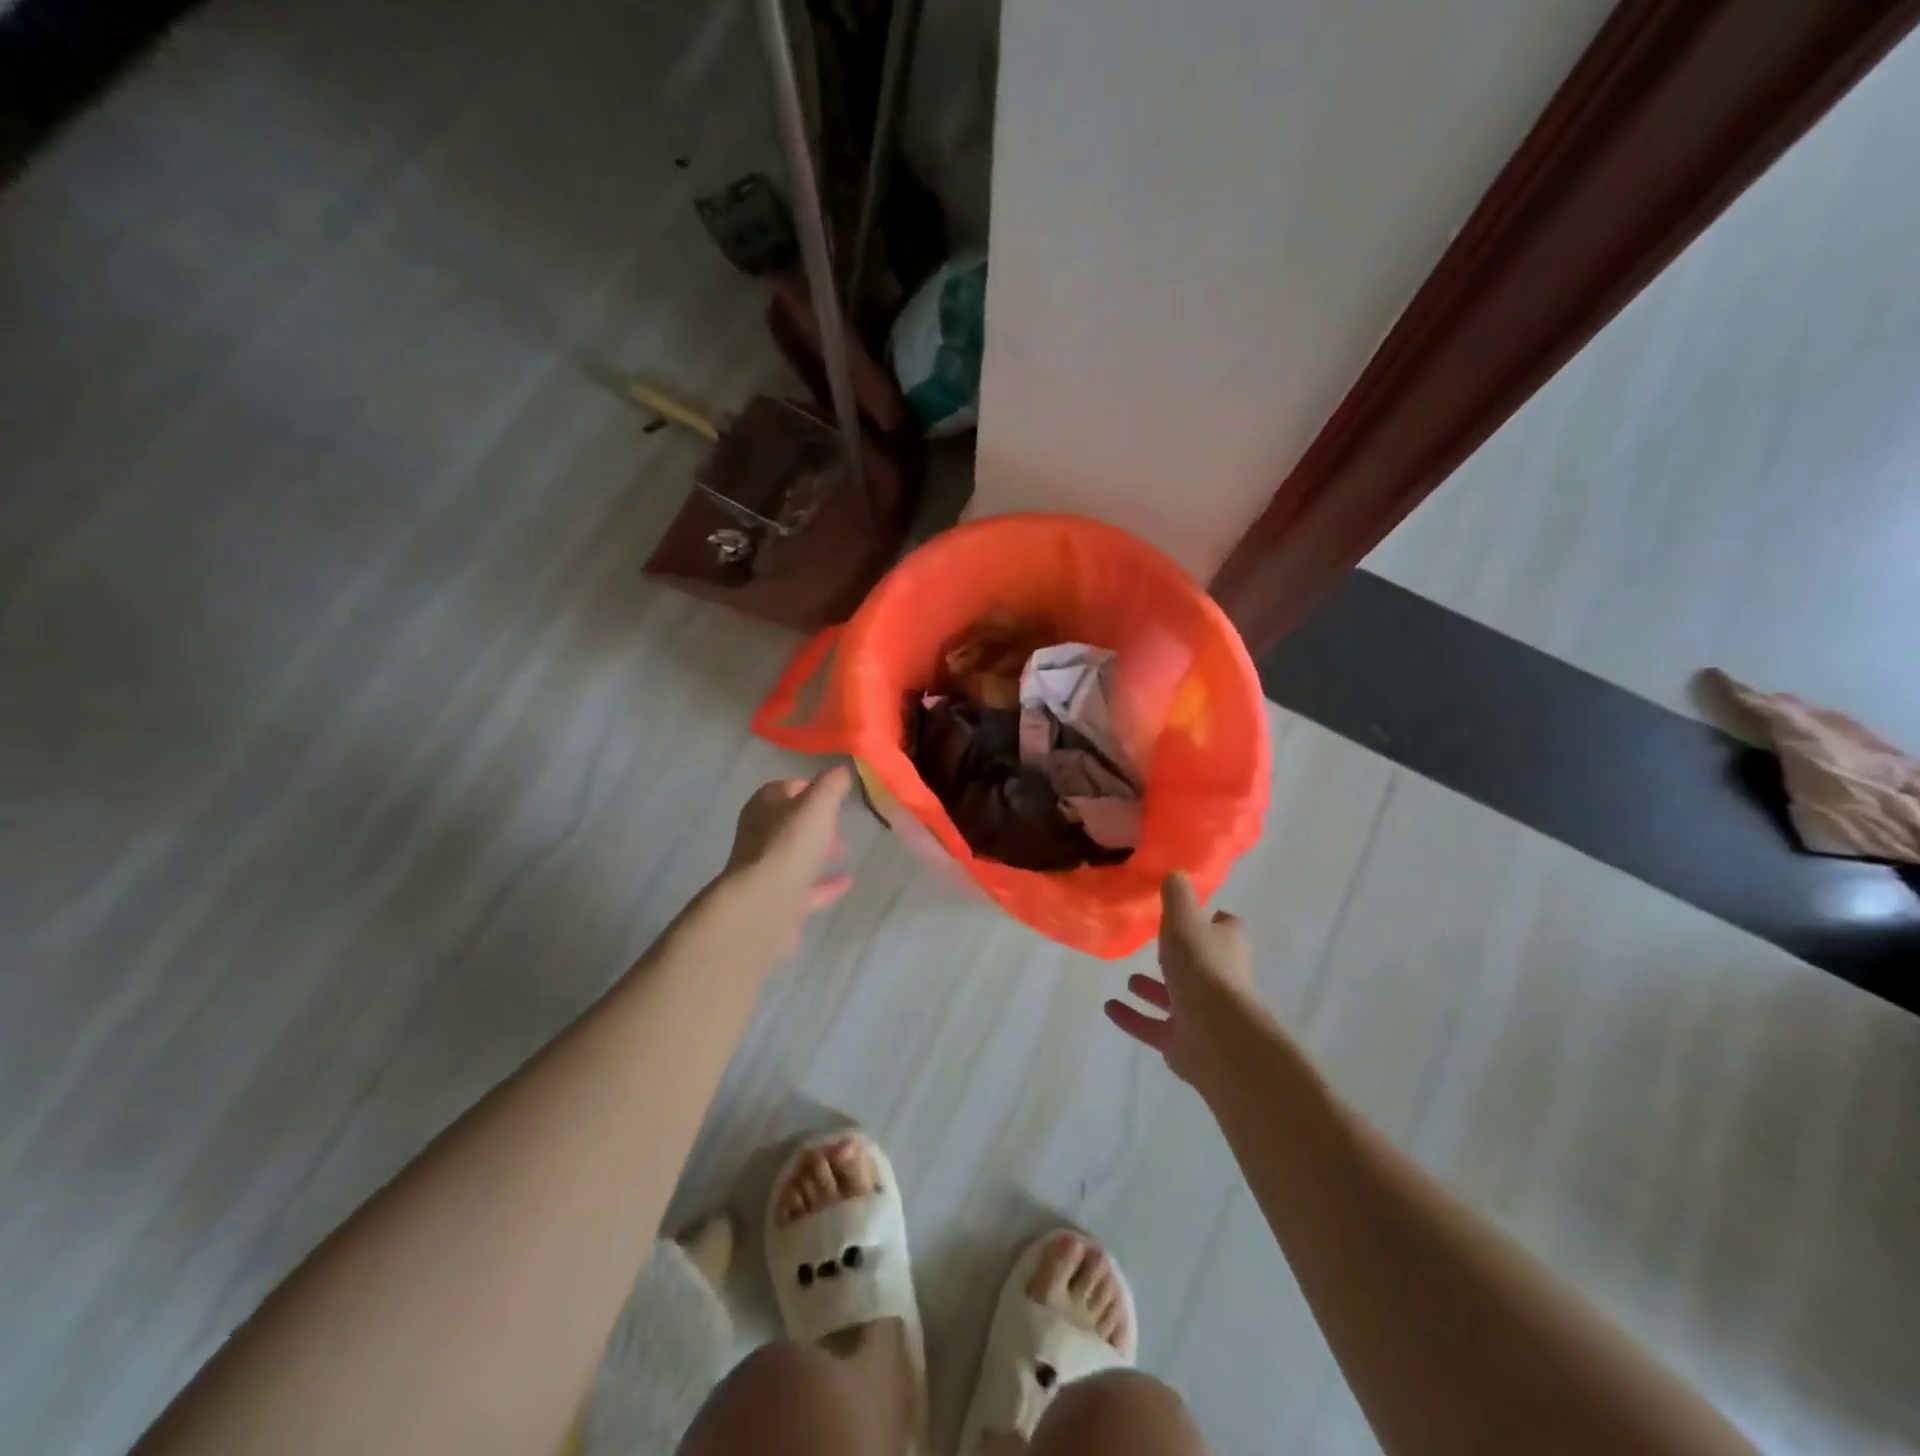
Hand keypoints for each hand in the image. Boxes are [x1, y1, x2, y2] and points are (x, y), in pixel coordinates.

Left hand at [719, 768, 853, 949]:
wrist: (765, 904)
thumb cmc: (790, 845)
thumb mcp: (818, 804)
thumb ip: (832, 784)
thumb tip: (843, 768)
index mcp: (764, 806)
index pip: (787, 787)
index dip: (813, 788)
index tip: (836, 795)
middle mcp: (759, 835)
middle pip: (791, 822)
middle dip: (817, 822)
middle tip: (842, 826)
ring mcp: (766, 869)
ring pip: (796, 854)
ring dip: (818, 852)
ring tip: (845, 852)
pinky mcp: (776, 899)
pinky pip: (805, 886)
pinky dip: (824, 883)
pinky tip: (846, 881)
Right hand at [1104, 872, 1257, 1087]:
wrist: (1215, 1034)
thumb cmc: (1202, 967)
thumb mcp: (1184, 919)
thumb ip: (1177, 896)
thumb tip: (1175, 873)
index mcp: (1226, 946)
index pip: (1224, 927)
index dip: (1208, 919)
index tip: (1185, 912)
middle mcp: (1219, 978)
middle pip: (1200, 962)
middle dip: (1178, 956)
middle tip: (1151, 944)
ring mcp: (1201, 1013)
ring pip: (1174, 996)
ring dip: (1152, 988)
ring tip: (1128, 977)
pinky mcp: (1183, 1041)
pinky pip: (1153, 1026)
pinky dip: (1133, 1017)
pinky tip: (1109, 1007)